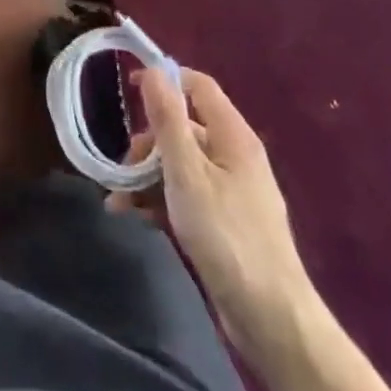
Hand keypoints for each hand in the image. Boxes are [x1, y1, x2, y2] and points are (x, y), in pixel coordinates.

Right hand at [109, 67, 314, 355]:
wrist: (271, 319)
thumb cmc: (226, 235)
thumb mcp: (187, 172)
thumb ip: (168, 120)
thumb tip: (155, 71)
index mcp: (233, 136)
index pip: (198, 85)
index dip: (165, 79)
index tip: (129, 89)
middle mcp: (235, 156)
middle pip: (184, 127)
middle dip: (148, 142)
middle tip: (122, 166)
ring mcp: (232, 191)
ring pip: (181, 164)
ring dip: (147, 176)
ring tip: (119, 200)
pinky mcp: (226, 222)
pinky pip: (188, 194)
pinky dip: (161, 199)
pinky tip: (137, 217)